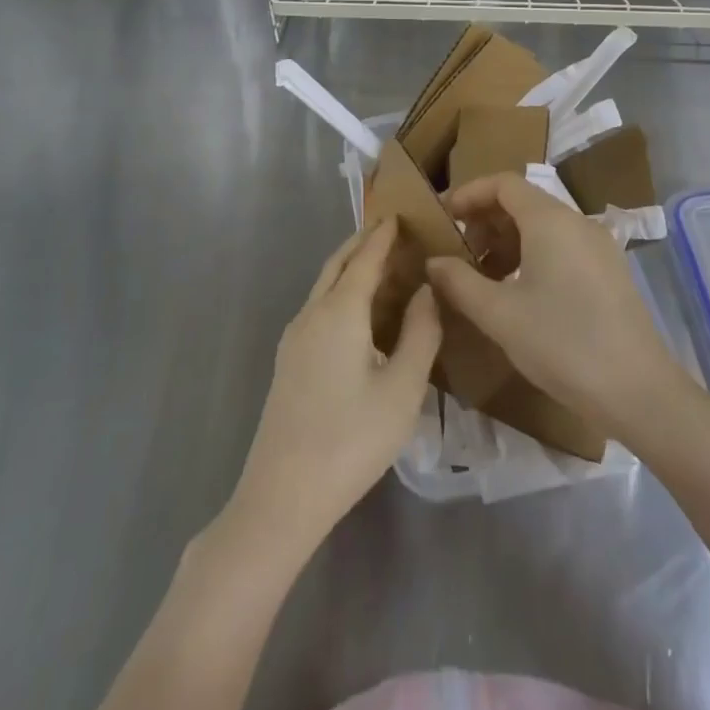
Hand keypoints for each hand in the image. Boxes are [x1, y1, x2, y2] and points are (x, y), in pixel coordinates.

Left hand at [225, 218, 440, 562]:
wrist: (283, 495)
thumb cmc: (351, 439)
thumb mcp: (403, 389)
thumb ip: (420, 333)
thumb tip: (426, 290)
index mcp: (340, 312)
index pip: (365, 258)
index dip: (384, 235)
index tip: (401, 214)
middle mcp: (312, 314)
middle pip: (338, 264)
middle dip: (363, 243)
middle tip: (391, 231)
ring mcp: (294, 338)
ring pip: (324, 286)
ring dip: (350, 267)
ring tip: (380, 265)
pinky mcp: (288, 361)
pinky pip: (318, 307)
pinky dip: (340, 291)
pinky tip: (358, 313)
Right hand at [428, 173, 687, 438]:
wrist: (639, 392)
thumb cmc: (562, 344)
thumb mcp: (499, 315)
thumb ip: (459, 282)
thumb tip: (433, 262)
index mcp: (550, 220)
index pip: (503, 183)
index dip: (469, 193)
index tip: (442, 217)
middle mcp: (577, 222)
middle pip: (523, 202)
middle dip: (485, 221)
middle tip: (458, 253)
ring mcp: (599, 247)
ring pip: (543, 227)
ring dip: (508, 242)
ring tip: (483, 278)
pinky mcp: (610, 272)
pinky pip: (562, 247)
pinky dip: (532, 256)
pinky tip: (519, 294)